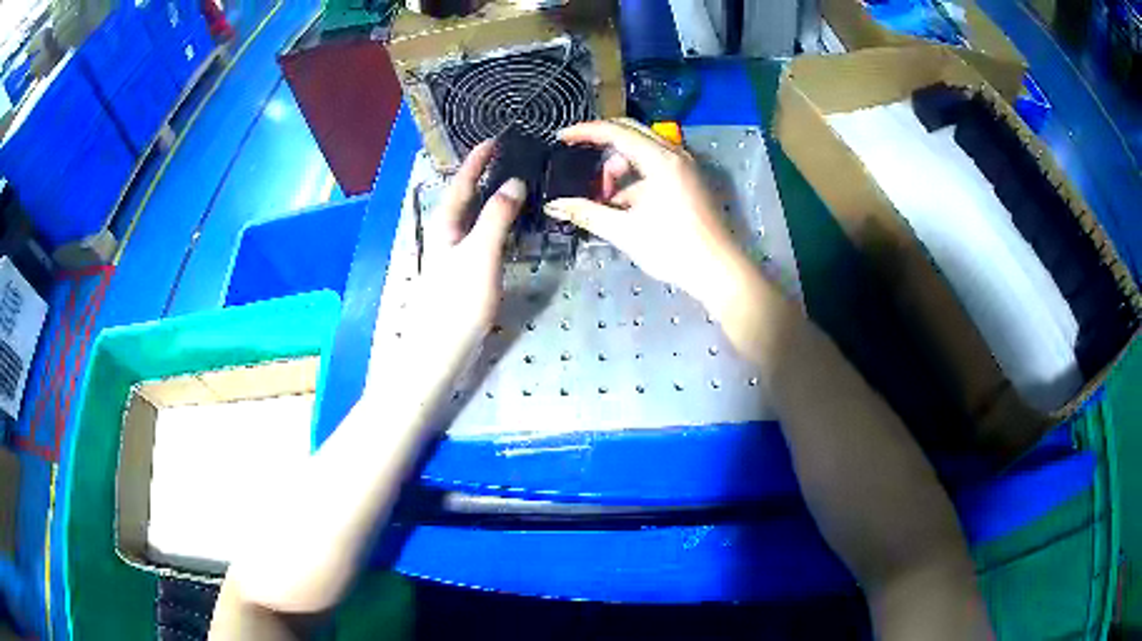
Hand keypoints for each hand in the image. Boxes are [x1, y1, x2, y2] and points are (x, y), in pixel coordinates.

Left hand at [369, 141, 524, 388]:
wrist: (440, 351)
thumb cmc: (456, 302)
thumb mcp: (479, 254)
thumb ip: (496, 217)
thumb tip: (513, 182)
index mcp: (447, 224)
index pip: (463, 181)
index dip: (477, 159)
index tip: (495, 139)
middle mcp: (448, 234)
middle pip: (467, 196)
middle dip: (485, 174)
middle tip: (512, 157)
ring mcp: (455, 254)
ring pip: (475, 216)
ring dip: (493, 197)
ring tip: (516, 183)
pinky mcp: (465, 273)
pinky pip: (483, 235)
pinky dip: (498, 222)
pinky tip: (511, 226)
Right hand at [544, 119, 748, 313]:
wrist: (719, 271)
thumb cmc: (673, 249)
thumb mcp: (624, 231)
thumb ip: (586, 212)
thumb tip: (553, 205)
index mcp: (660, 160)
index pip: (616, 132)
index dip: (585, 131)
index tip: (561, 138)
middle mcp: (675, 154)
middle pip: (631, 133)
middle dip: (602, 147)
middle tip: (579, 161)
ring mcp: (686, 166)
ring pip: (643, 151)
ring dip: (620, 168)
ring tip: (605, 199)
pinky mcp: (690, 180)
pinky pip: (656, 165)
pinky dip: (636, 178)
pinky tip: (625, 206)